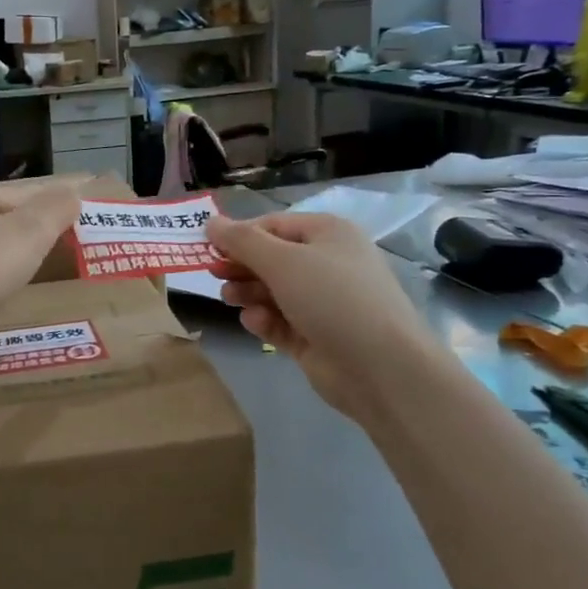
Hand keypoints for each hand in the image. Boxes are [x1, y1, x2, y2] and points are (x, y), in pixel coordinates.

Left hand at [0, 182, 81, 383]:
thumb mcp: (29, 233)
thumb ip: (54, 209)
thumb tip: (72, 192)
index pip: (12, 195)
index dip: (43, 210)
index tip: (72, 229)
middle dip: (27, 238)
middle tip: (58, 254)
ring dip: (9, 266)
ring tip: (33, 278)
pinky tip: (4, 303)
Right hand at [206, 211, 431, 424]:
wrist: (380, 367)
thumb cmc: (332, 298)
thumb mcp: (283, 261)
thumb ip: (242, 241)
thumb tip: (211, 221)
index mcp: (328, 234)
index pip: (274, 225)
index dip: (240, 235)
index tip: (207, 248)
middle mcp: (327, 264)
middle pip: (272, 259)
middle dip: (242, 266)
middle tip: (213, 275)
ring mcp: (323, 303)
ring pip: (274, 291)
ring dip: (249, 293)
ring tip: (230, 299)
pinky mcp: (316, 336)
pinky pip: (281, 321)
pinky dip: (265, 320)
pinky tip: (255, 323)